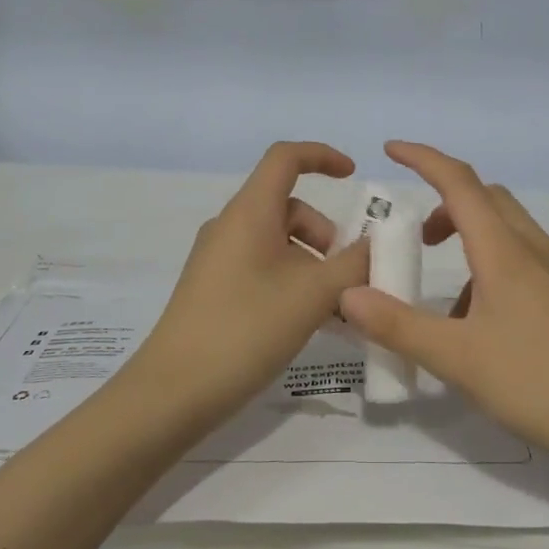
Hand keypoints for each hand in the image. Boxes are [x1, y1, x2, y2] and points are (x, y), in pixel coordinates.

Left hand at [131, 141, 370, 425]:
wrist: (173, 392)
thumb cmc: (246, 328)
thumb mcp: (313, 295)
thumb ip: (353, 264)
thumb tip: (375, 244)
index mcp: (249, 212)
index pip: (285, 157)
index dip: (322, 156)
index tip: (354, 176)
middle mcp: (230, 225)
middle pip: (288, 207)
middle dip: (326, 233)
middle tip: (347, 276)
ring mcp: (218, 258)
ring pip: (278, 241)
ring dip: (313, 263)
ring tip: (333, 308)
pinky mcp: (213, 288)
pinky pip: (262, 267)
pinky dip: (292, 280)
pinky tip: (308, 321)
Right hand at [340, 141, 548, 477]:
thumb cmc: (544, 384)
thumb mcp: (459, 360)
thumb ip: (399, 326)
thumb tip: (346, 295)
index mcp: (504, 251)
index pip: (458, 182)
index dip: (423, 158)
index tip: (390, 149)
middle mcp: (535, 250)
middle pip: (486, 199)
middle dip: (445, 203)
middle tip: (415, 237)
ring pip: (508, 232)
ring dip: (470, 240)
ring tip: (446, 301)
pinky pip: (526, 263)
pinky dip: (494, 270)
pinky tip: (488, 328)